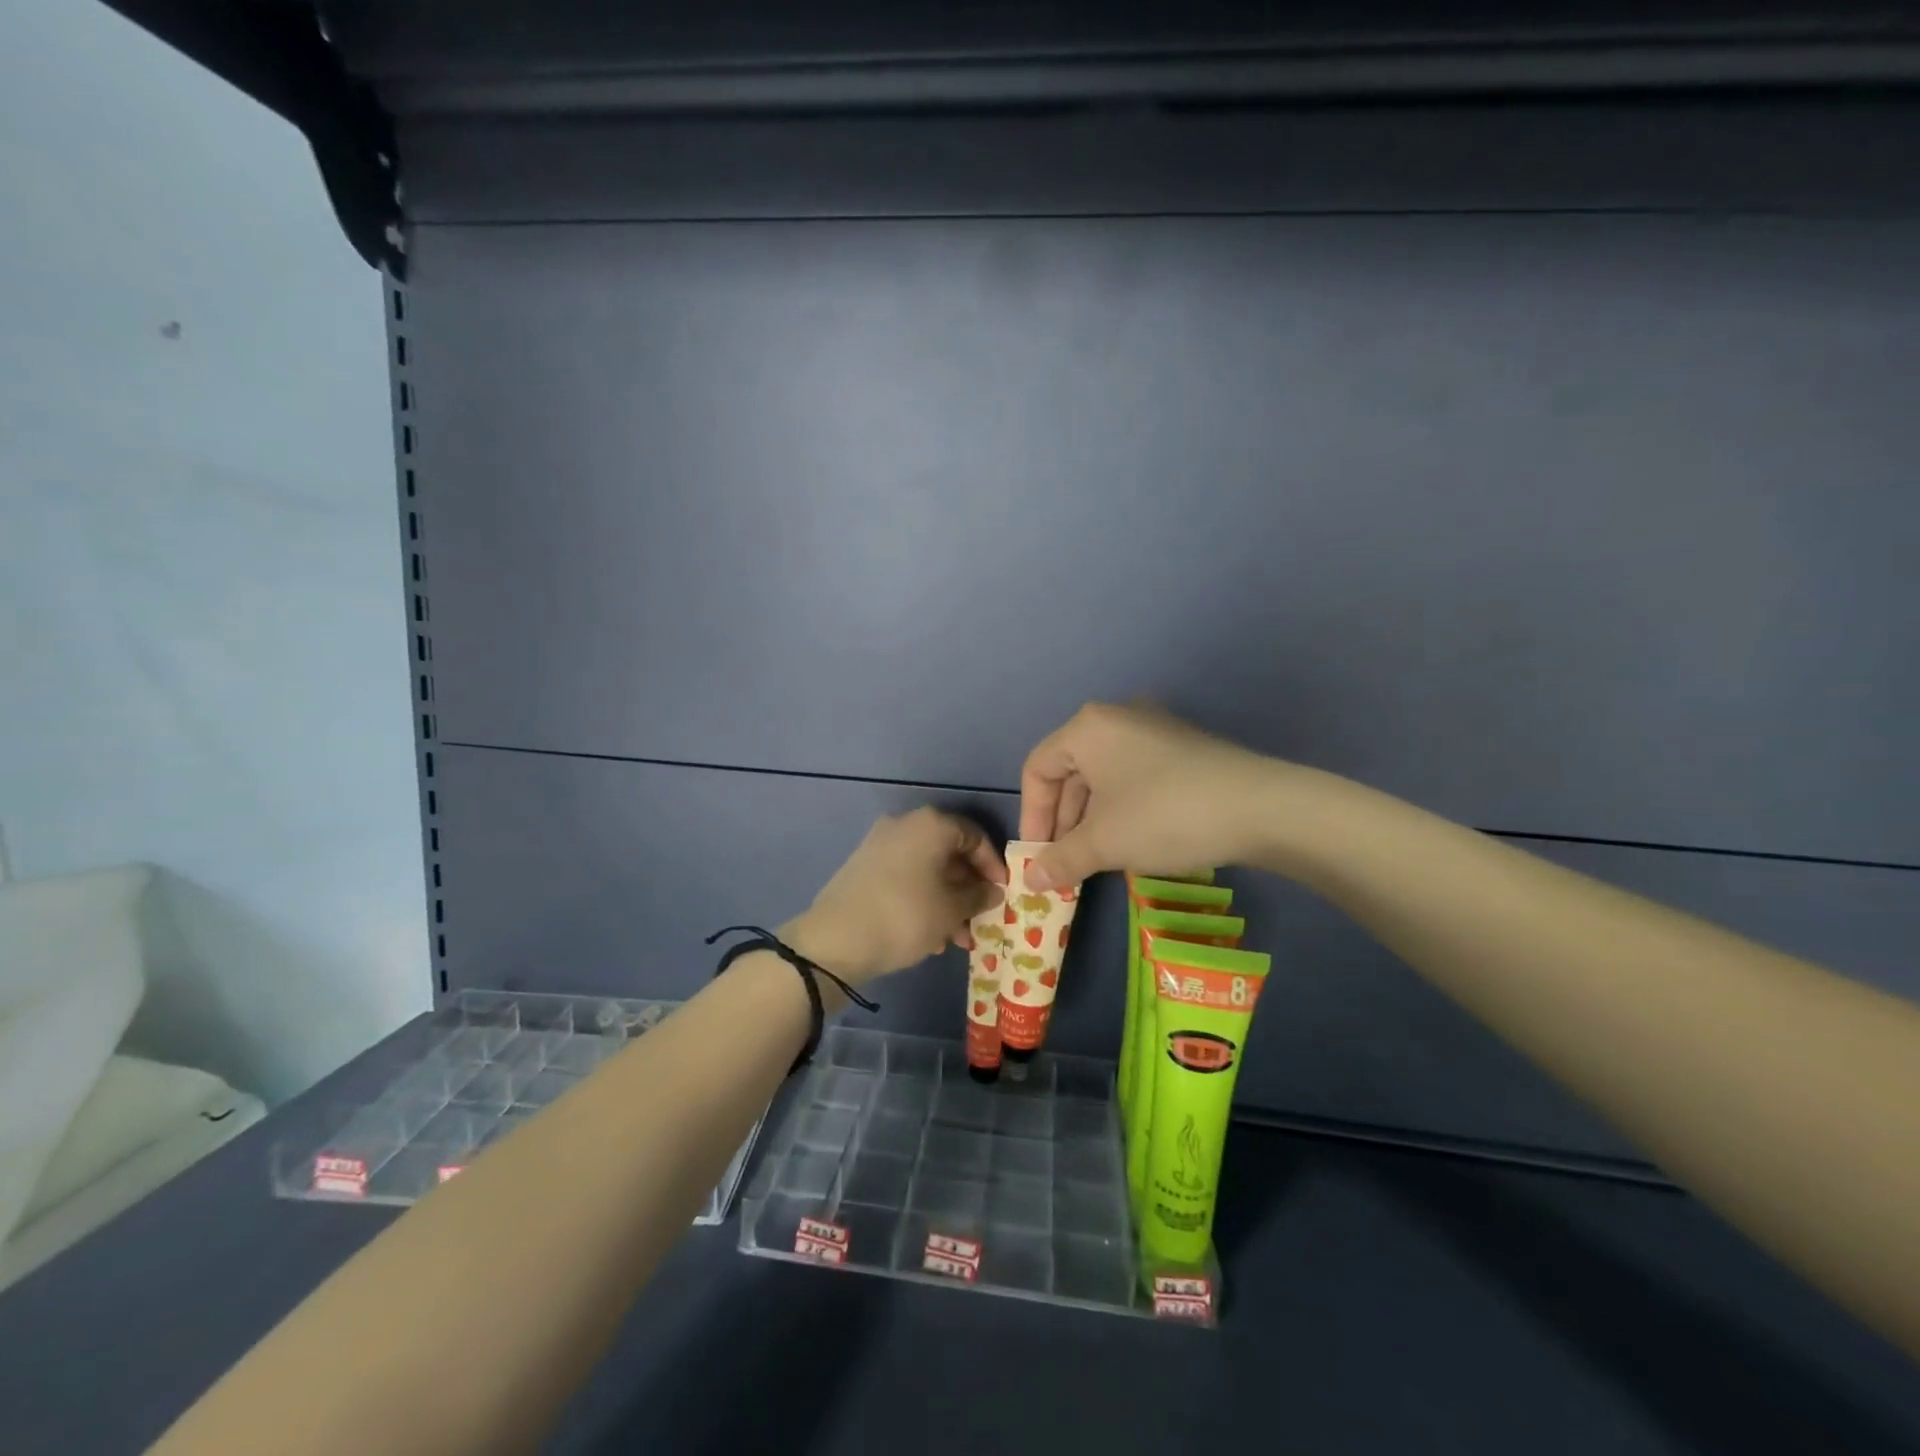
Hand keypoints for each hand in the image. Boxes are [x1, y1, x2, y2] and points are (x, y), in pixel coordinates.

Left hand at [785, 808, 1006, 988]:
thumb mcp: (952, 910)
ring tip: (957, 938)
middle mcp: (905, 825)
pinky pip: (906, 878)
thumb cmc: (905, 916)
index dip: (993, 865)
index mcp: (930, 825)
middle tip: (981, 919)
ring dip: (947, 900)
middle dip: (969, 888)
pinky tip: (930, 936)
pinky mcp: (864, 867)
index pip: (975, 835)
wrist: (835, 940)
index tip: (1002, 893)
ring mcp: (880, 845)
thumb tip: (992, 890)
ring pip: (927, 869)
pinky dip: (923, 900)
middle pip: (949, 852)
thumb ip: (979, 896)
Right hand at [1018, 703, 1281, 890]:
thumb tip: (1029, 881)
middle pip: (1070, 771)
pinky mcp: (1182, 749)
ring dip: (1091, 819)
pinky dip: (1121, 809)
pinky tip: (1131, 841)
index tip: (1038, 857)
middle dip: (1062, 821)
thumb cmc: (1164, 816)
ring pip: (1103, 776)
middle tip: (1064, 863)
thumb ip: (1060, 859)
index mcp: (1088, 728)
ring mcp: (1154, 730)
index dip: (1031, 816)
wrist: (1261, 808)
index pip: (1038, 768)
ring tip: (1095, 859)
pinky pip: (1134, 776)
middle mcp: (1117, 719)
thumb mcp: (1104, 842)